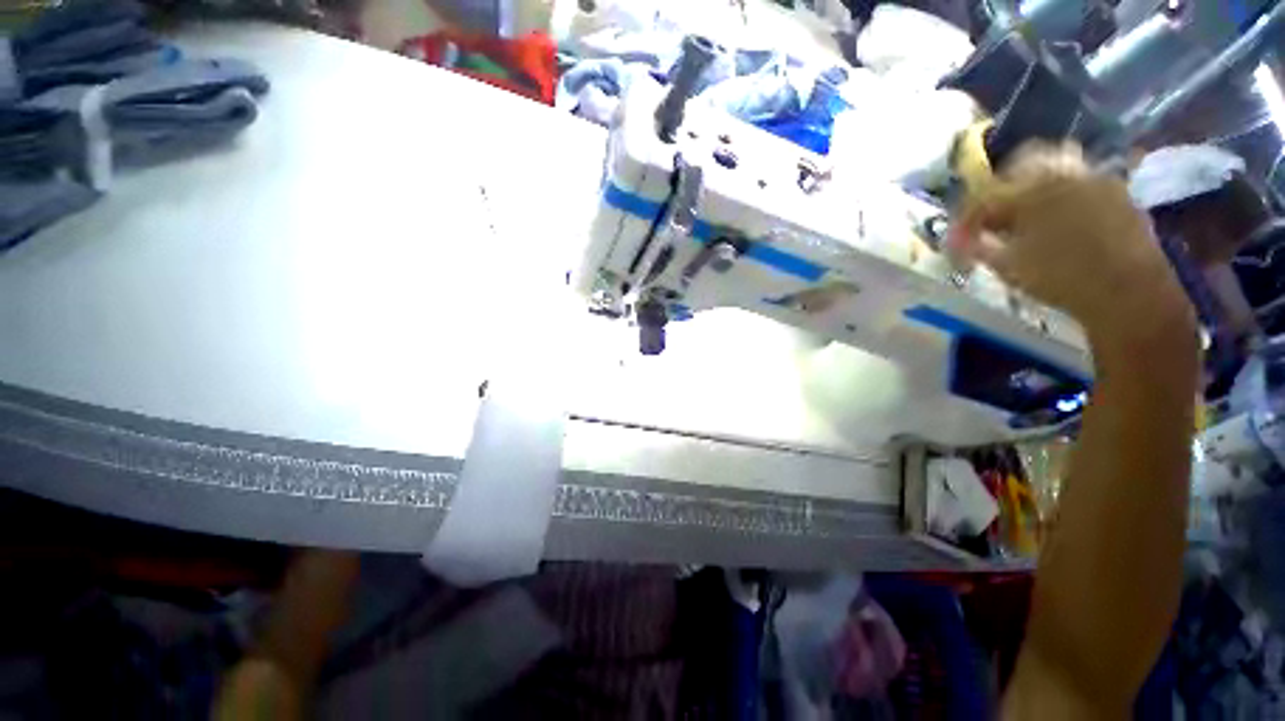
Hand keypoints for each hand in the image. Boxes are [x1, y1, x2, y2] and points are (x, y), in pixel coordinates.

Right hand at [948, 143, 1195, 353]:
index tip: (960, 236)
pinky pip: (1082, 180)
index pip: (984, 195)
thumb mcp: (1008, 267)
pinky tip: (1061, 218)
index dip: (967, 216)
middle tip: (995, 212)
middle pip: (1024, 161)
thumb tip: (958, 240)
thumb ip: (979, 247)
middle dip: (1004, 184)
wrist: (1127, 291)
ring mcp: (1094, 178)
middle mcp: (1062, 173)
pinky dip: (1064, 192)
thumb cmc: (1061, 279)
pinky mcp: (1117, 191)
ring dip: (1037, 182)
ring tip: (1029, 211)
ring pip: (1056, 164)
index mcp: (1029, 192)